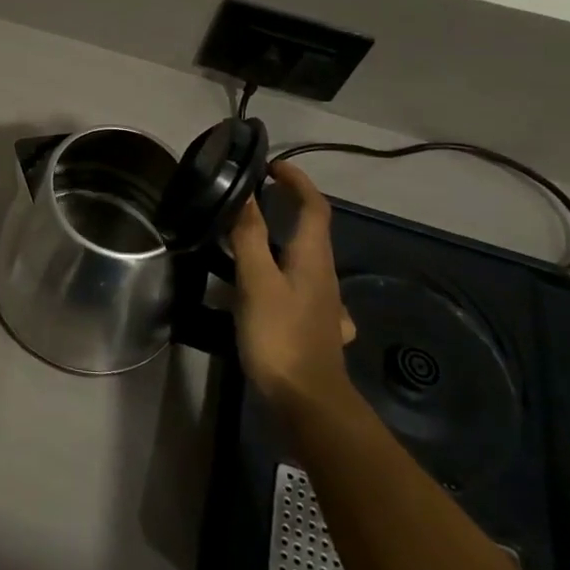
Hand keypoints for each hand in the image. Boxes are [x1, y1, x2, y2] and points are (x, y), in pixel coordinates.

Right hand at [231, 162, 358, 420]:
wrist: (308, 403)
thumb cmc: (280, 335)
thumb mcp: (256, 281)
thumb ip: (249, 236)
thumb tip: (245, 193)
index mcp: (313, 259)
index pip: (314, 207)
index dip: (297, 182)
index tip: (272, 166)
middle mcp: (324, 277)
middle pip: (311, 232)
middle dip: (287, 207)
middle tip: (250, 199)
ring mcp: (323, 305)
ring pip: (304, 261)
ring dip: (281, 241)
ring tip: (247, 240)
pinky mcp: (313, 327)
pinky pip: (300, 289)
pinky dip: (284, 276)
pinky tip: (271, 291)